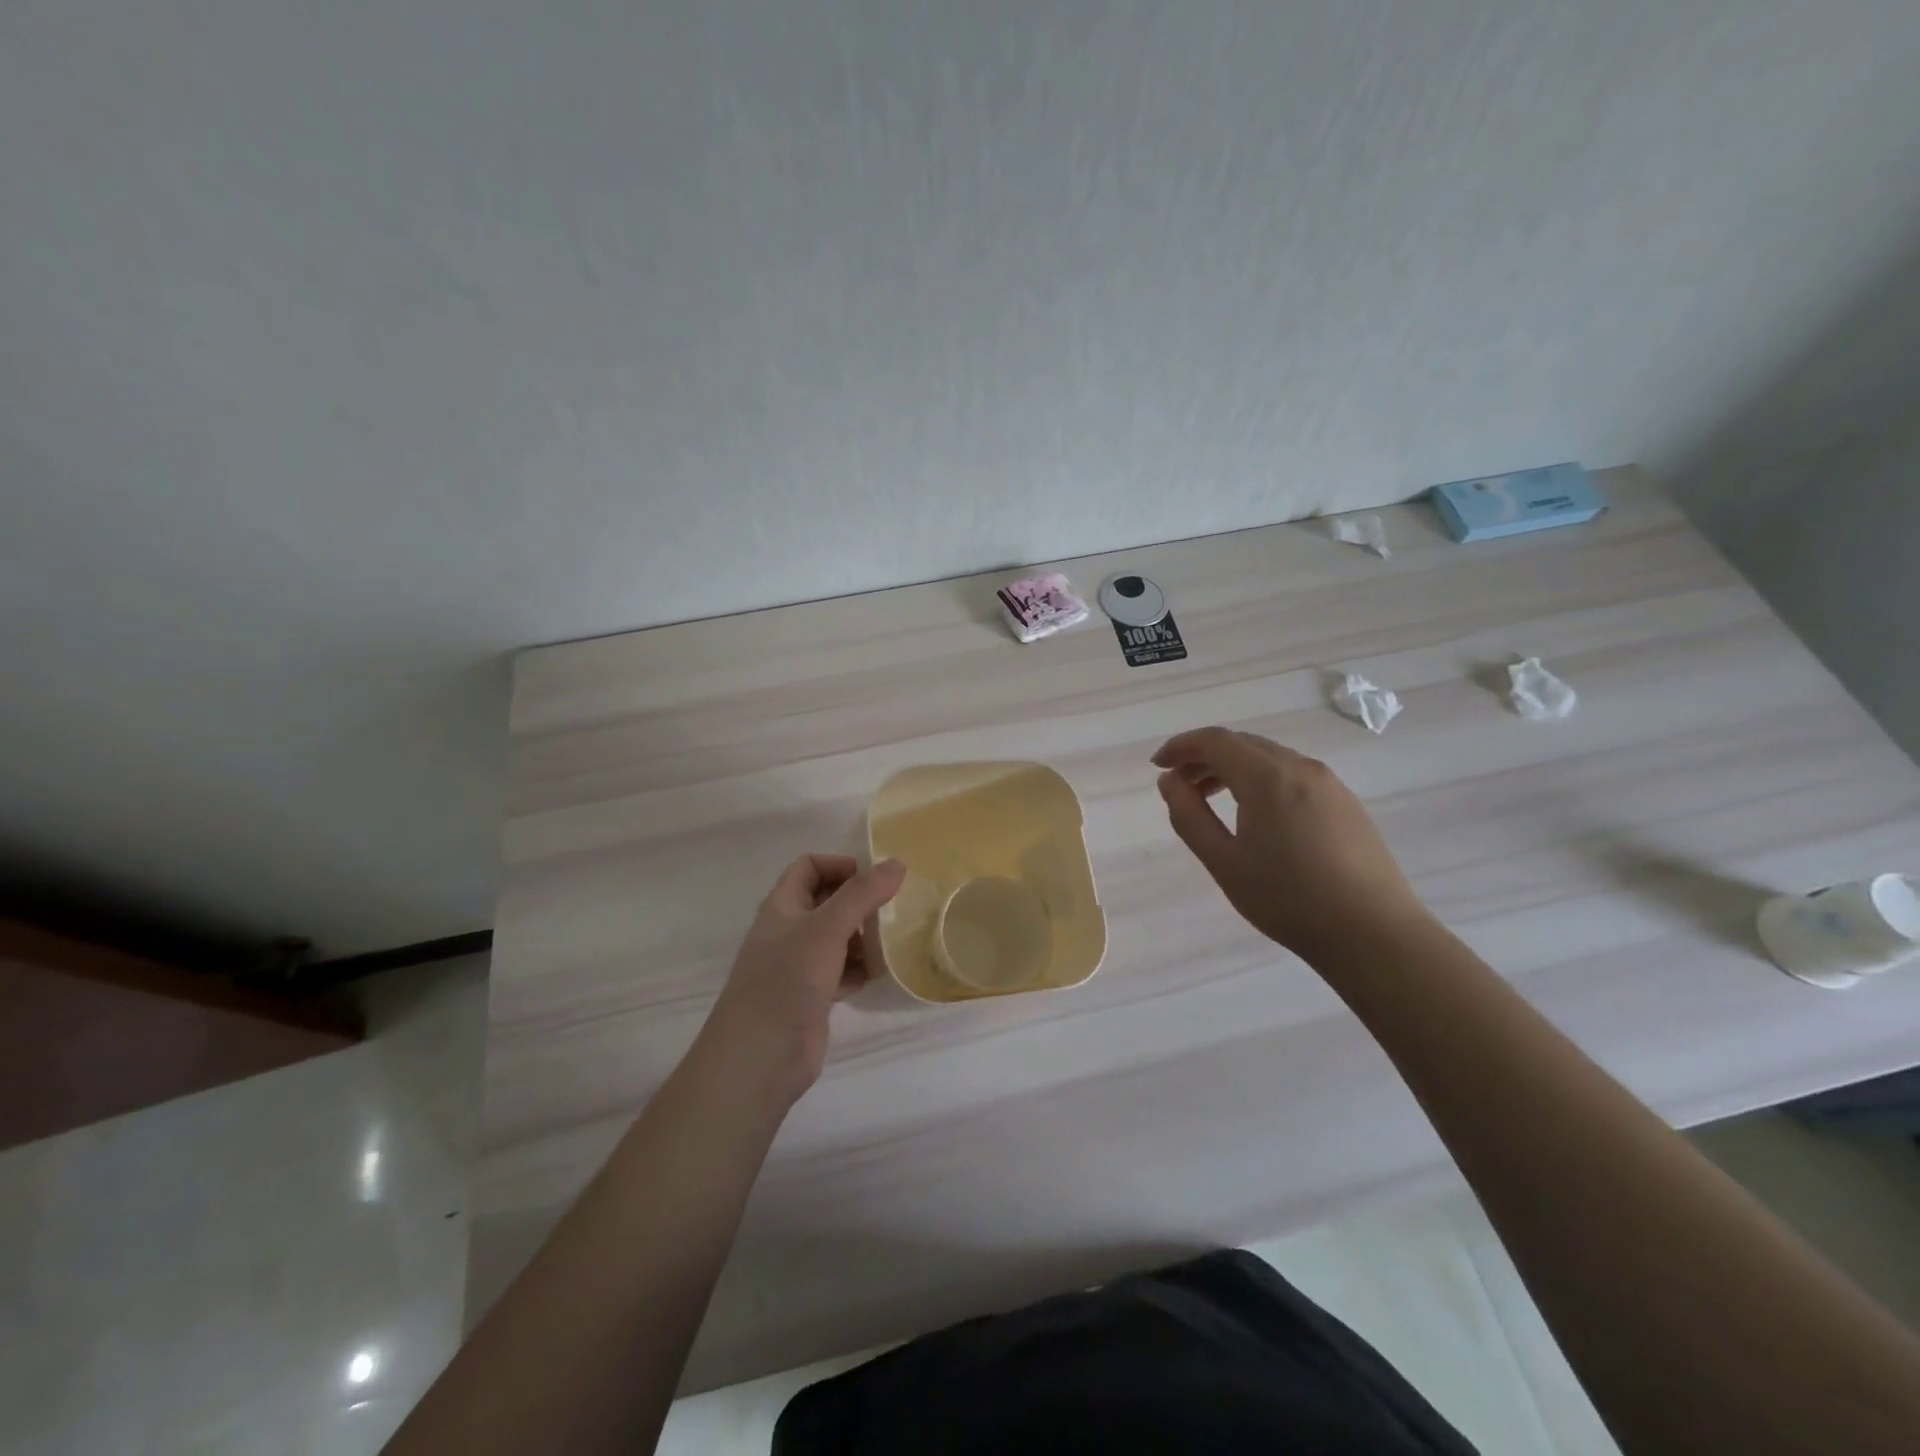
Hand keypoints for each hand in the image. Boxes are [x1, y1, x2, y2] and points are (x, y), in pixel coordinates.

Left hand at [702, 854, 905, 1104]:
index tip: (874, 879)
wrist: (760, 1057)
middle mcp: (789, 932)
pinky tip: (879, 974)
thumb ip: (862, 894)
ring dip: (864, 937)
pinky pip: (842, 971)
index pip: (809, 867)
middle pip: (827, 902)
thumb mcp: (827, 928)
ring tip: (892, 941)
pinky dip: (860, 969)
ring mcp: (799, 966)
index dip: (839, 865)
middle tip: (893, 908)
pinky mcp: (812, 997)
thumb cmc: (788, 980)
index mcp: (782, 906)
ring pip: (837, 938)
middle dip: (859, 902)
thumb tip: (896, 863)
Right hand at [1151, 727, 1428, 960]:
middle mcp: (1300, 767)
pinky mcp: (1346, 802)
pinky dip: (1261, 779)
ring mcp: (1329, 783)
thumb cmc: (1288, 899)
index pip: (1215, 740)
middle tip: (1179, 784)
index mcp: (1267, 777)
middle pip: (1242, 744)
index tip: (1158, 765)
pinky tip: (1255, 813)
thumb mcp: (1224, 862)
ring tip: (1211, 798)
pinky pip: (1292, 774)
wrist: (1373, 933)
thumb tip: (1170, 782)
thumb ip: (1189, 816)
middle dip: (1204, 756)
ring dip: (1233, 768)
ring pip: (1269, 758)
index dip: (1180, 746)